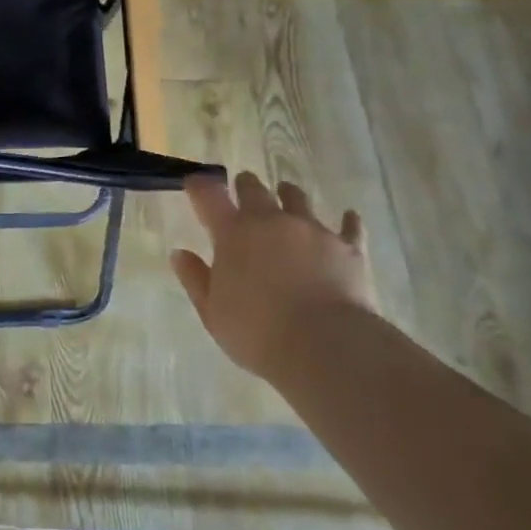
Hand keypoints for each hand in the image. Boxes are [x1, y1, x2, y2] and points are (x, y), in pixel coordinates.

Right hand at [172, 171, 376, 379]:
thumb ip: (196, 279)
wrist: (325, 347)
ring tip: (287, 194)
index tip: (194, 182)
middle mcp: (271, 221)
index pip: (209, 196)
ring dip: (288, 195)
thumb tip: (180, 254)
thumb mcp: (212, 312)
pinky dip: (347, 221)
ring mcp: (312, 230)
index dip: (199, 186)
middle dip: (245, 186)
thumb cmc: (257, 333)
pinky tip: (349, 217)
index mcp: (233, 233)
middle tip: (243, 188)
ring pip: (298, 198)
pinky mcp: (348, 246)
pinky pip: (350, 226)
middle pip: (254, 188)